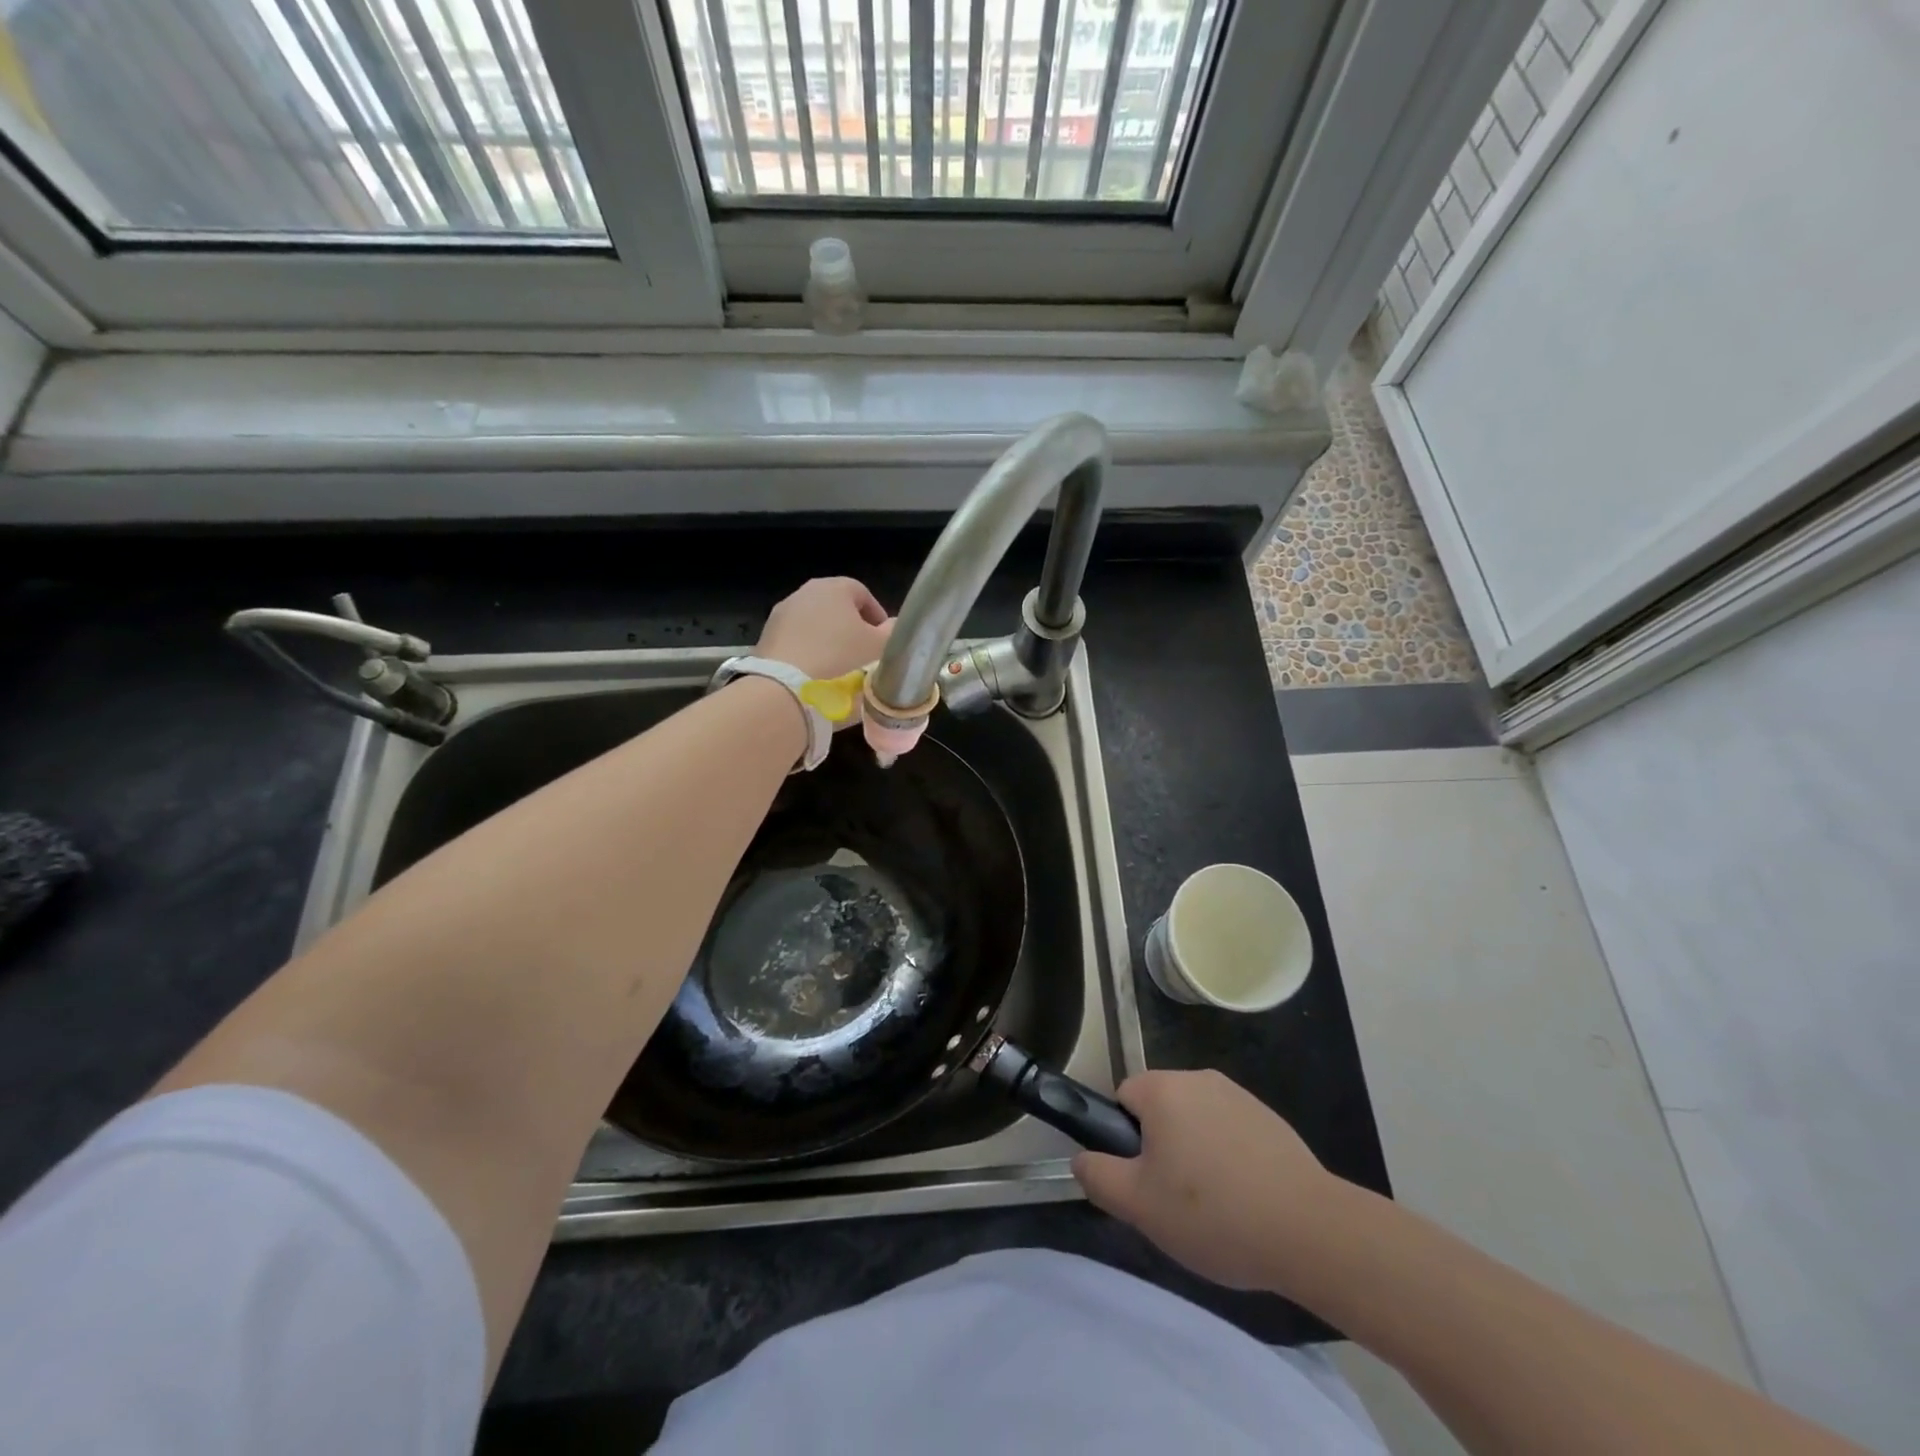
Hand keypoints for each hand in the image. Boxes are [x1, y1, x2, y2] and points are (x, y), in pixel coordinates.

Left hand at [755, 577, 893, 684]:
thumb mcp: (877, 647)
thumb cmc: (839, 656)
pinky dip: (807, 648)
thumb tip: (896, 625)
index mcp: (835, 587)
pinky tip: (814, 669)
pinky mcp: (767, 633)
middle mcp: (806, 591)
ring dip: (828, 637)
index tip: (882, 638)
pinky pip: (796, 637)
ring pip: (814, 621)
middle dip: (851, 625)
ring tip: (838, 663)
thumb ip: (892, 633)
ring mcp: (783, 611)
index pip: (862, 593)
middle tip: (862, 651)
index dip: (876, 615)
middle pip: (836, 605)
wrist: (785, 683)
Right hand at [1072, 1069, 1338, 1293]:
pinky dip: (1228, 1160)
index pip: (1122, 1098)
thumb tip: (1083, 1159)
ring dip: (1195, 1154)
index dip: (1125, 1141)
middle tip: (1174, 1202)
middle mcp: (1198, 1078)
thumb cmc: (1213, 1213)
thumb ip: (1098, 1176)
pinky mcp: (1270, 1119)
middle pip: (1160, 1109)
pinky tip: (1245, 1201)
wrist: (1310, 1231)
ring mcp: (1239, 1096)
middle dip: (1160, 1149)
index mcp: (1163, 1088)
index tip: (1144, 1181)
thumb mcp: (1139, 1205)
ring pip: (1196, 1122)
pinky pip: (1230, 1133)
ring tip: (1213, 1209)